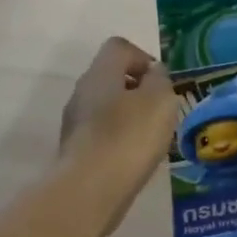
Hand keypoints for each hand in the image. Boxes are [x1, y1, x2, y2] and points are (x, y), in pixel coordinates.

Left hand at [59, 37, 181, 235]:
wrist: (90, 189)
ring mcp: (75, 123)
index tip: (161, 83)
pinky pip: (102, 135)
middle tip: (160, 113)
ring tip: (150, 140)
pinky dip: (119, 141)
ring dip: (129, 118)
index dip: (143, 58)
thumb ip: (160, 81)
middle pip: (111, 78)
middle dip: (138, 91)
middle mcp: (82, 92)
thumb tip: (153, 74)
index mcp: (101, 73)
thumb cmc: (129, 138)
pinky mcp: (76, 151)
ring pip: (106, 108)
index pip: (119, 47)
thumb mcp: (159, 101)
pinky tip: (134, 160)